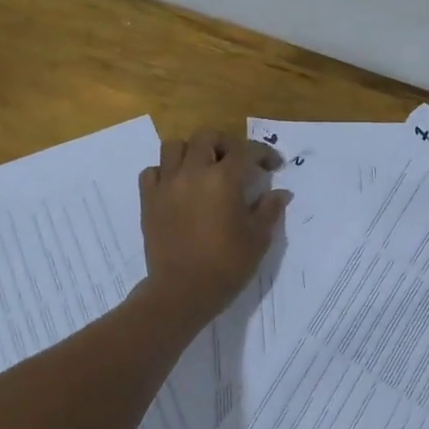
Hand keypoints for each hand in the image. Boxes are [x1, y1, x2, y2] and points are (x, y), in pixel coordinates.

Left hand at [138, 129, 289, 322]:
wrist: (182, 291)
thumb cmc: (226, 265)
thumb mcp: (258, 238)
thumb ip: (270, 209)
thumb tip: (280, 193)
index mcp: (223, 179)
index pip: (246, 151)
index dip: (263, 154)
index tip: (273, 166)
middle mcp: (193, 172)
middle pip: (206, 137)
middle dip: (225, 143)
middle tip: (236, 161)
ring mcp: (166, 185)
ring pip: (174, 147)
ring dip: (191, 151)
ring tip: (203, 167)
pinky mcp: (148, 200)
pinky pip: (152, 172)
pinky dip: (165, 172)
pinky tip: (177, 186)